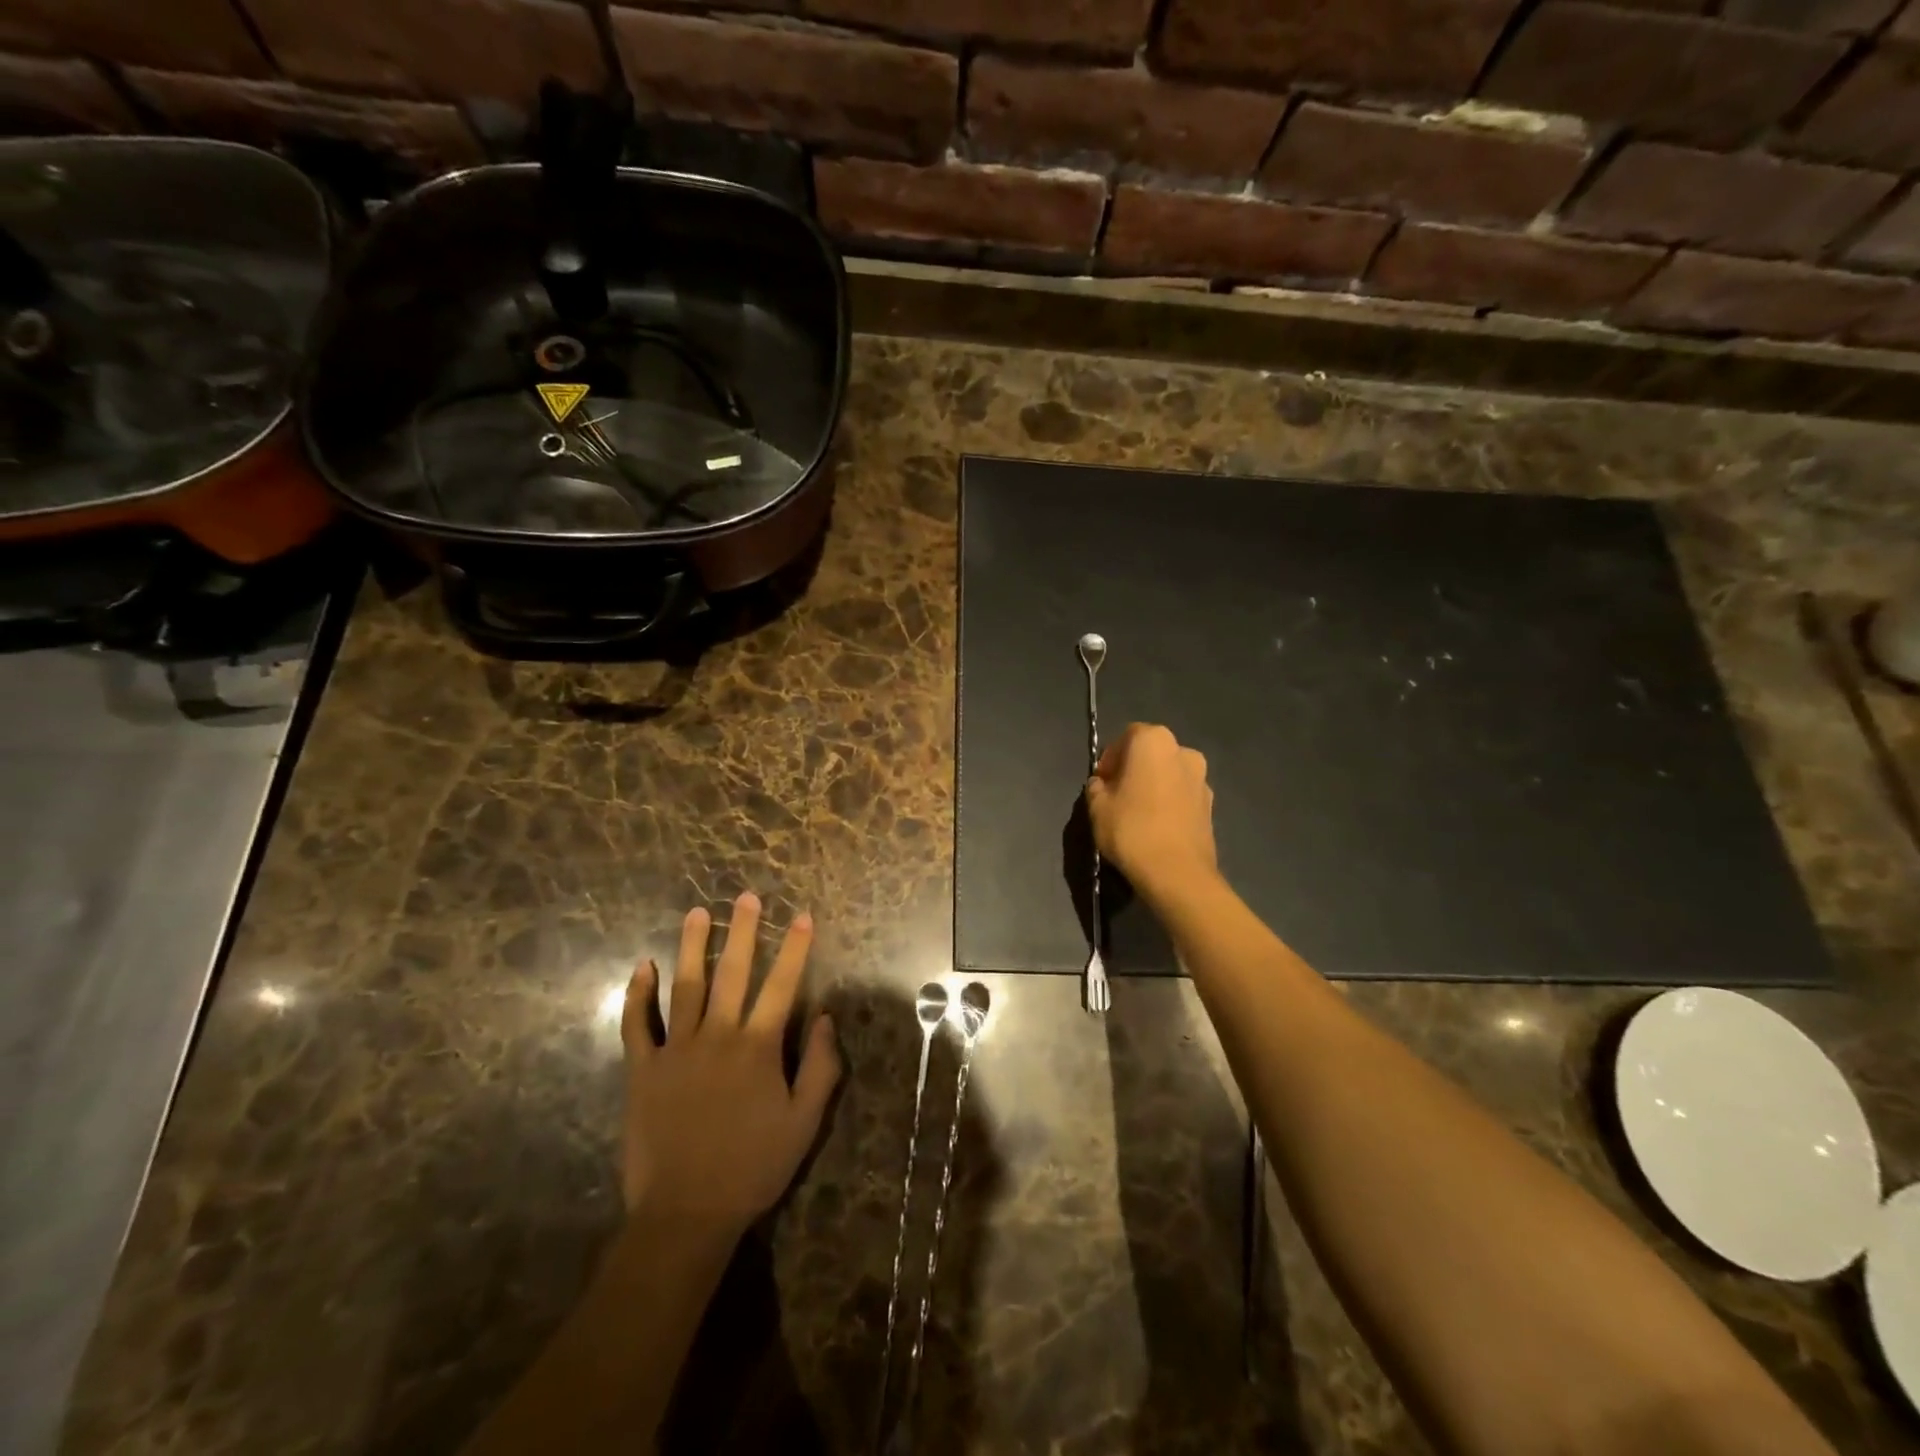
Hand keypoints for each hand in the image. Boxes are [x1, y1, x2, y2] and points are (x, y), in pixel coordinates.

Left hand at [620, 893, 840, 1235]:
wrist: (685, 1213)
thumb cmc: (753, 1167)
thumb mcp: (804, 1122)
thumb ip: (821, 1066)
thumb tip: (827, 1016)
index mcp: (758, 1047)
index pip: (782, 985)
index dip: (794, 948)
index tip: (801, 915)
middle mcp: (718, 1036)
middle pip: (733, 973)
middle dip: (742, 931)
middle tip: (745, 896)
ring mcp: (676, 1049)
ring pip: (685, 986)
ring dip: (692, 946)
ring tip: (696, 912)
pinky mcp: (643, 1069)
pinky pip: (638, 1024)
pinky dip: (638, 994)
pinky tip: (643, 966)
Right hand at [1085, 723, 1218, 904]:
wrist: (1177, 873)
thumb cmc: (1131, 830)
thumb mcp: (1097, 807)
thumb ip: (1096, 787)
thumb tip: (1102, 784)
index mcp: (1154, 741)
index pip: (1126, 737)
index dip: (1110, 758)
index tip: (1101, 782)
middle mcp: (1183, 751)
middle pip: (1151, 753)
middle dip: (1133, 768)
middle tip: (1116, 795)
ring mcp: (1202, 778)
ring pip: (1169, 773)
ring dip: (1153, 785)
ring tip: (1137, 813)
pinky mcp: (1211, 805)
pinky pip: (1182, 795)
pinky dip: (1169, 802)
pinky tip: (1156, 826)